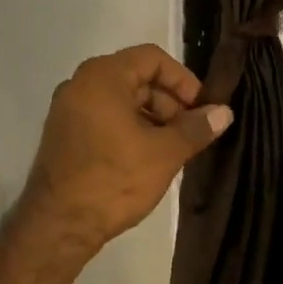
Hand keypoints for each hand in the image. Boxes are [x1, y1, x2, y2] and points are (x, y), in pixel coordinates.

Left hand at [17, 44, 232, 256]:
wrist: (58, 225)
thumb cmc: (114, 180)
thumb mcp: (164, 153)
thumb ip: (196, 128)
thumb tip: (224, 112)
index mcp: (102, 76)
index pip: (152, 58)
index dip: (183, 80)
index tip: (201, 109)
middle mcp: (80, 84)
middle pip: (136, 77)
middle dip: (169, 102)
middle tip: (190, 133)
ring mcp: (68, 109)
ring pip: (121, 99)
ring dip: (151, 118)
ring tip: (173, 149)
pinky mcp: (64, 133)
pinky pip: (104, 117)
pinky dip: (129, 128)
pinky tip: (147, 157)